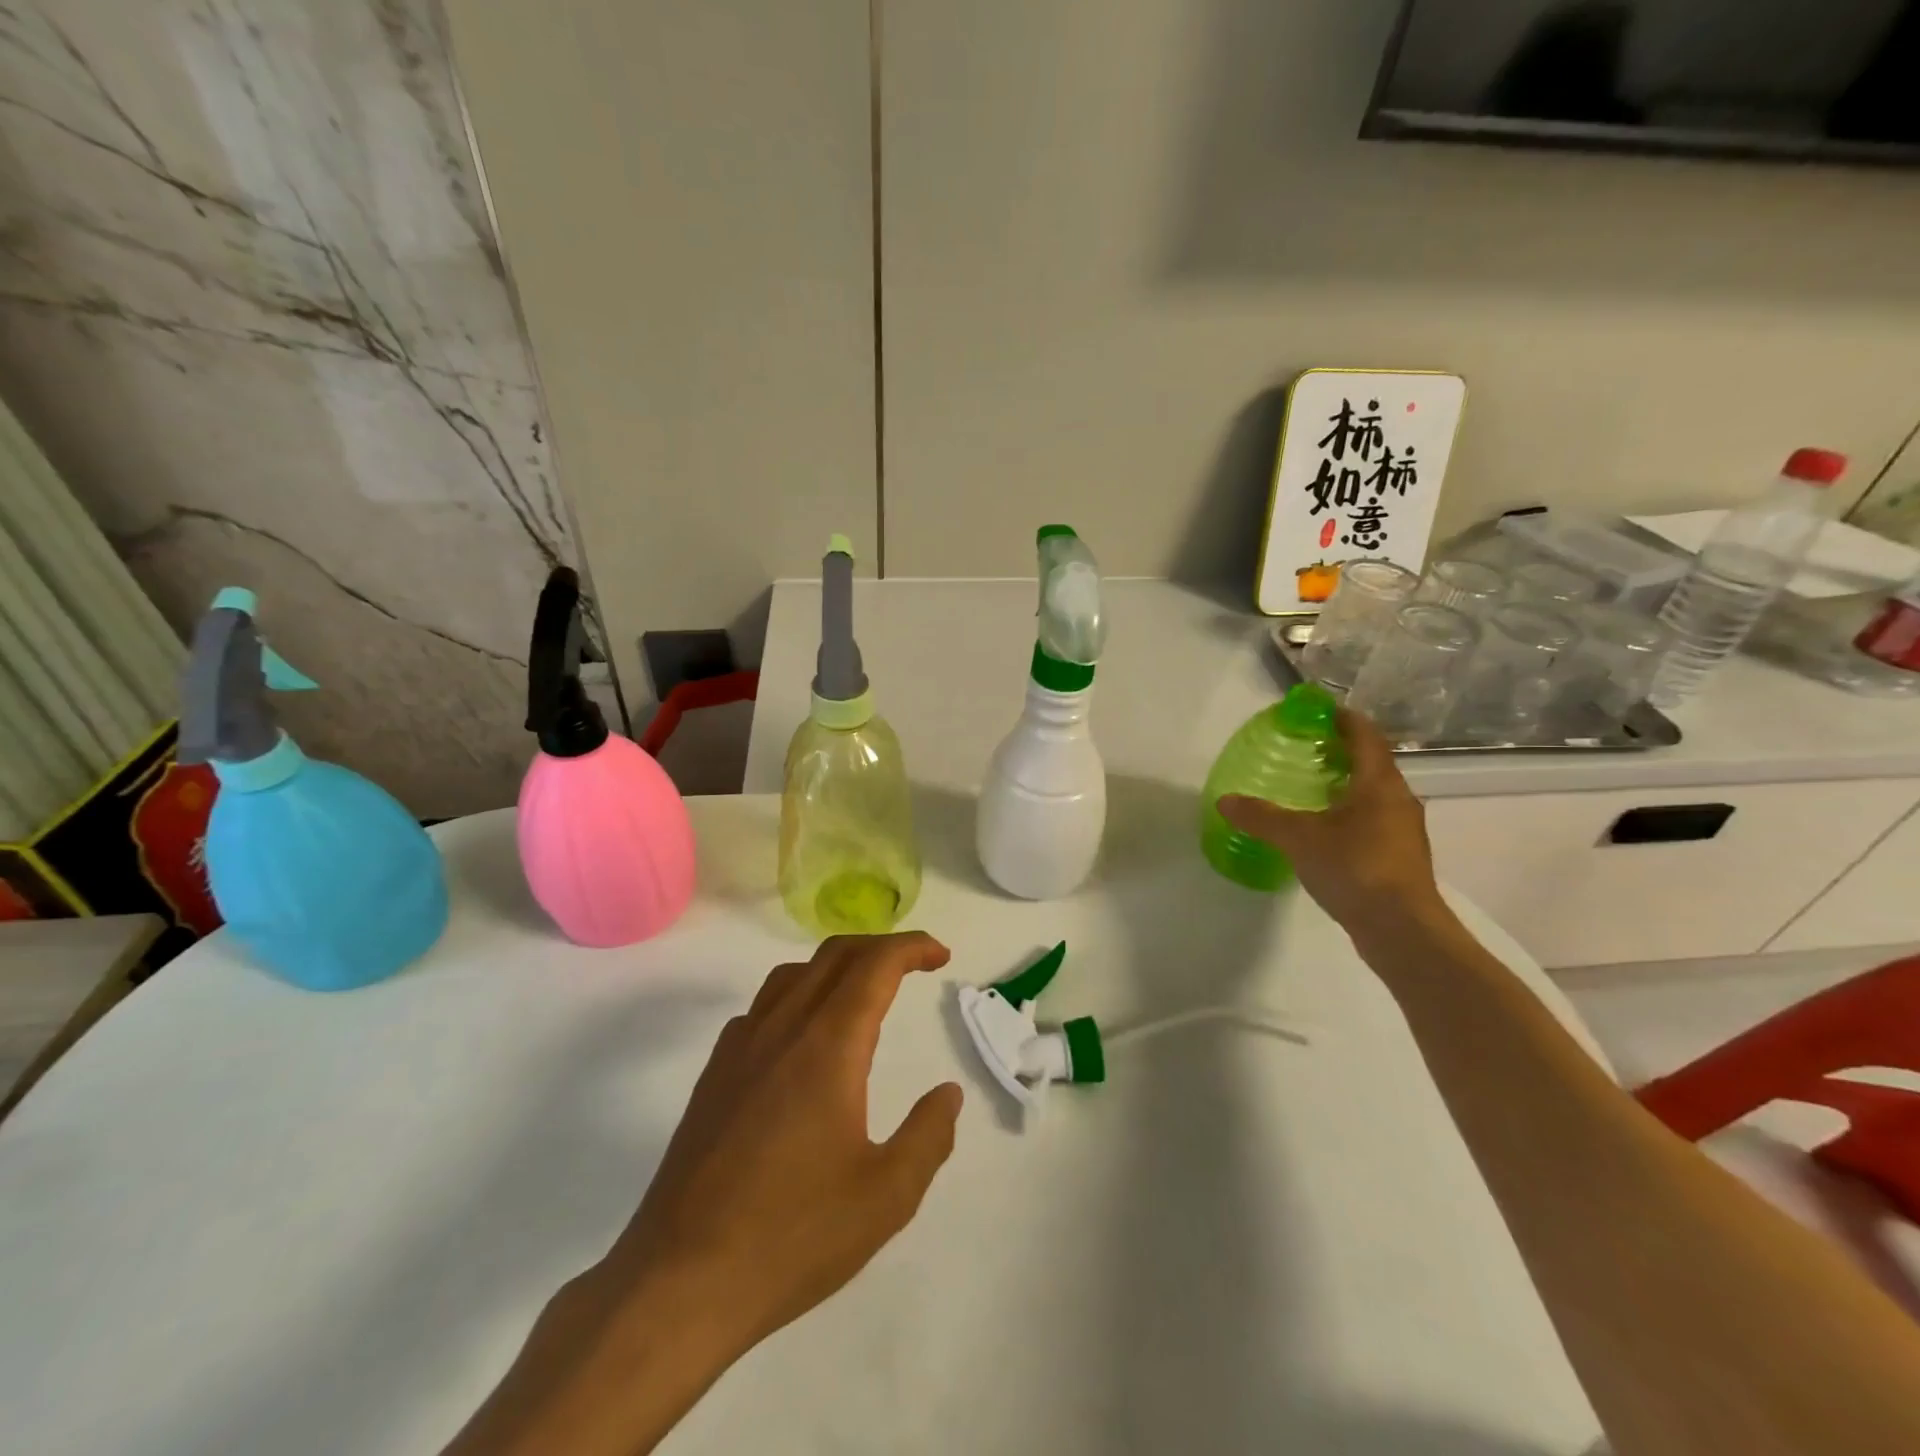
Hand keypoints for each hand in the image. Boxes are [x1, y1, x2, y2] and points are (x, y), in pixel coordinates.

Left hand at [441, 933, 962, 1455]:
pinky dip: (797, 996)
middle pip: (834, 955)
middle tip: (914, 965)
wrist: (679, 1282)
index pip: (875, 965)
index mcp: (828, 1045)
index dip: (912, 948)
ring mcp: (740, 1048)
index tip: (941, 955)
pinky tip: (803, 1037)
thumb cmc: (792, 1237)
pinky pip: (761, 1008)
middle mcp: (782, 1028)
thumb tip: (948, 1093)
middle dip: (880, 947)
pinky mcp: (714, 1075)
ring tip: (864, 992)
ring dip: (837, 966)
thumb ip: (928, 1136)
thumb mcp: (886, 1197)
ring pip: (793, 975)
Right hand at [1218, 707, 1443, 932]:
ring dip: (1345, 784)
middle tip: (1303, 749)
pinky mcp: (1400, 857)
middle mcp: (1398, 799)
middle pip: (1371, 762)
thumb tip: (1225, 801)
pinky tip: (1324, 830)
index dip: (1342, 718)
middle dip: (1340, 751)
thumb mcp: (1298, 838)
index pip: (1364, 734)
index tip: (1316, 712)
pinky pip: (1373, 820)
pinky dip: (1349, 813)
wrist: (1402, 930)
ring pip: (1373, 793)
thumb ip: (1261, 817)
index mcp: (1379, 783)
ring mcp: (1403, 830)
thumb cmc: (1355, 868)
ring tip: (1308, 788)